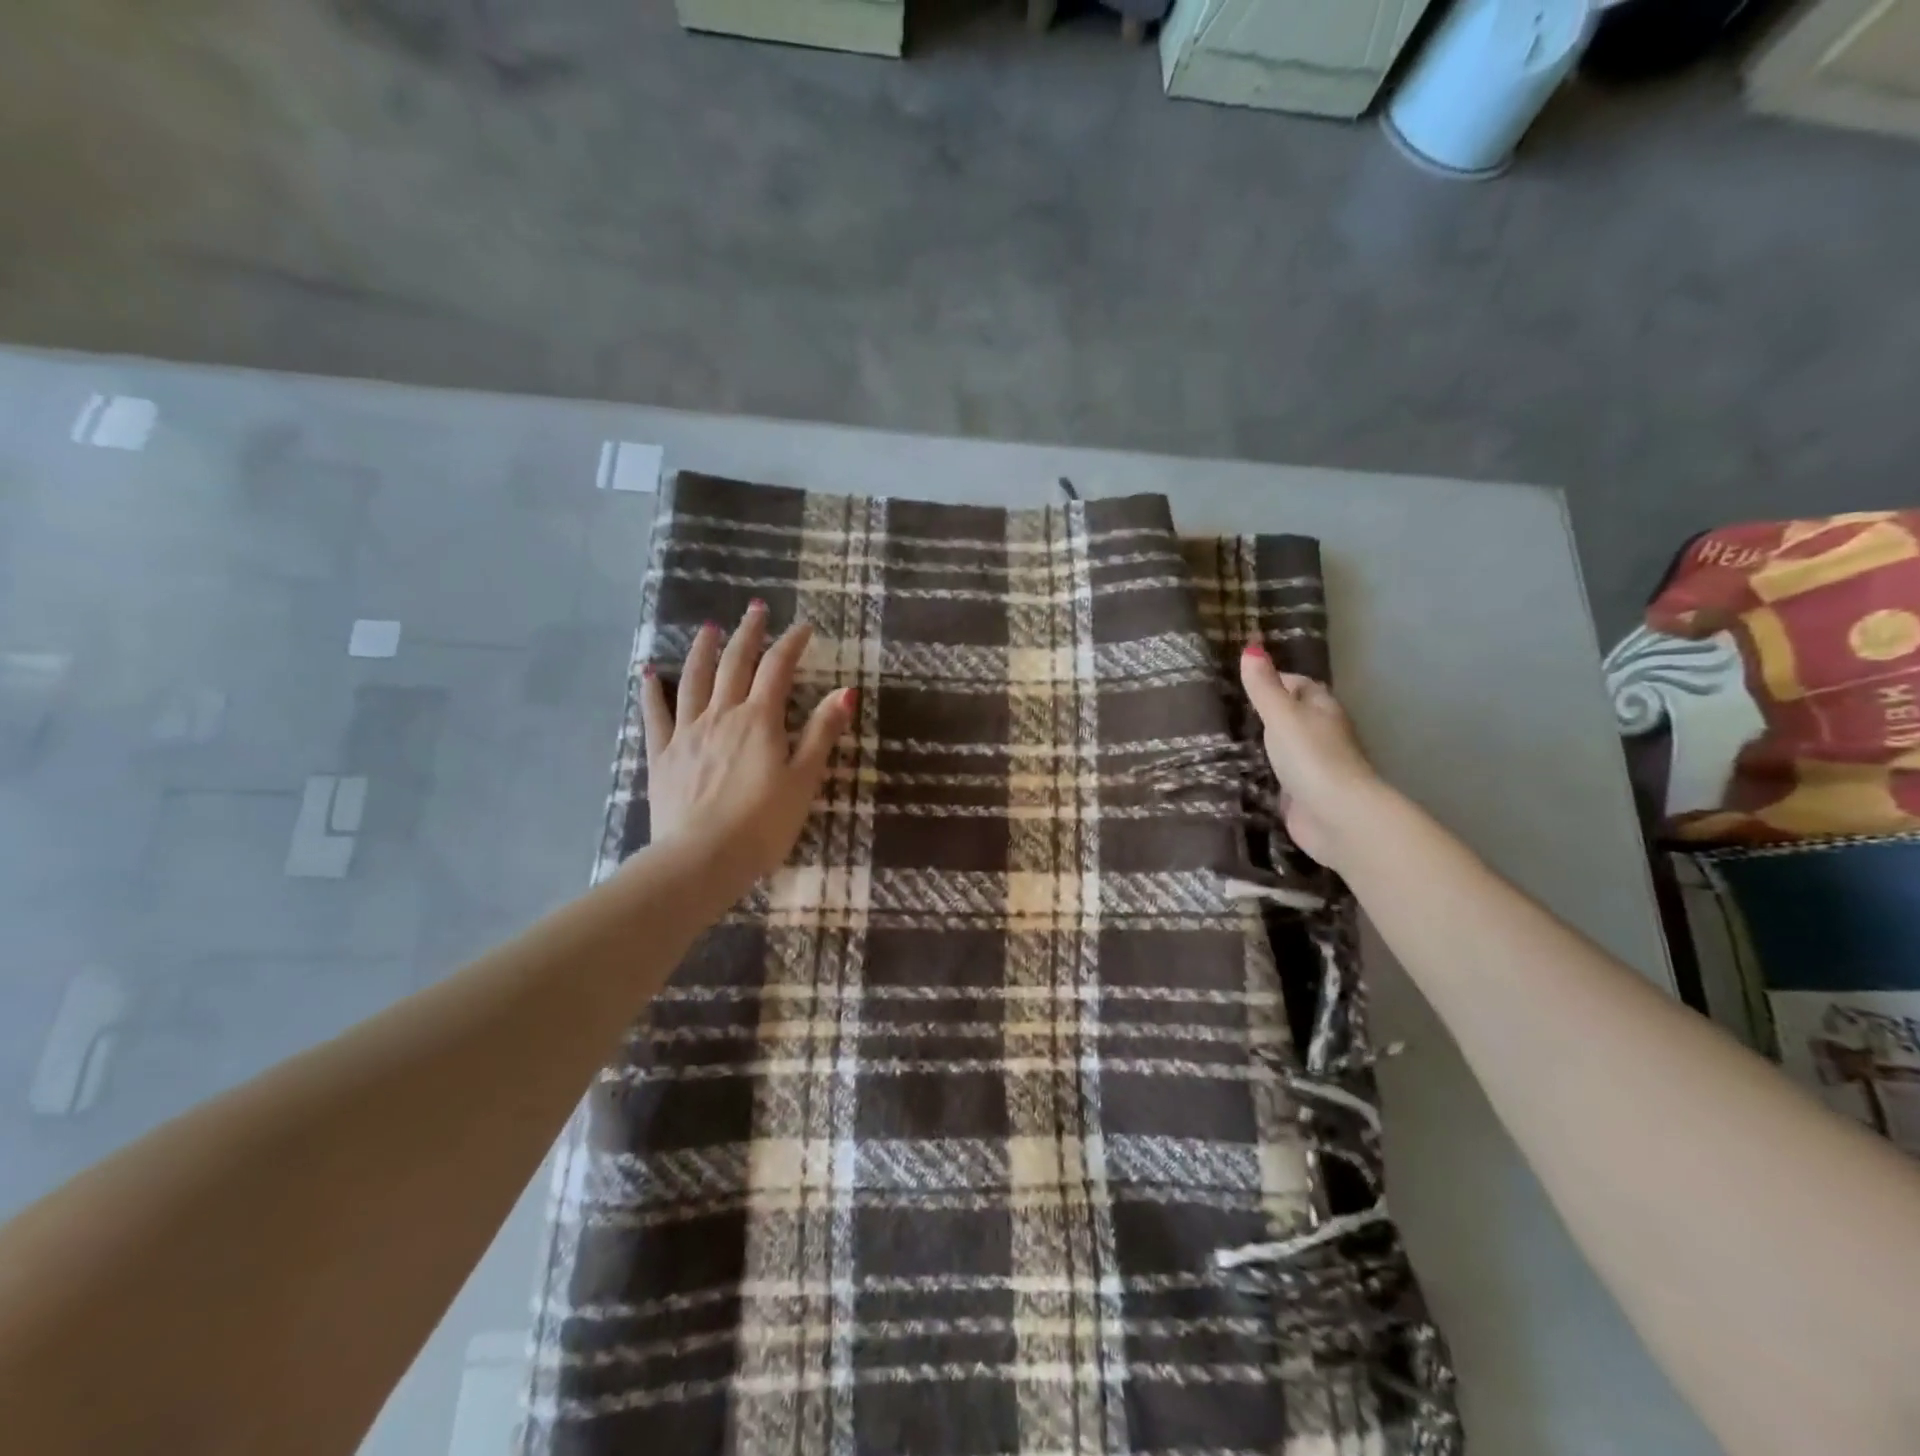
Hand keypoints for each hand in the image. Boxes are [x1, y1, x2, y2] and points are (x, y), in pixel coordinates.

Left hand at [639, 602, 854, 901]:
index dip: (792, 643)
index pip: (778, 669)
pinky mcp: (662, 755)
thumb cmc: (763, 824)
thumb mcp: (804, 780)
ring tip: (710, 628)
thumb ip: (821, 733)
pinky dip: (652, 689)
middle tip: (756, 608)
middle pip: (734, 663)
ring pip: (694, 679)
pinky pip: (655, 714)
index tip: (804, 627)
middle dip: (748, 633)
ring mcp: (687, 732)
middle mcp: (721, 715)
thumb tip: (845, 691)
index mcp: (759, 720)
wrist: (702, 859)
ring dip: (703, 650)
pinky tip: (648, 672)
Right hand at [1238, 642, 1382, 871]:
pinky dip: (1264, 774)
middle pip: (1295, 716)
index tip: (1244, 683)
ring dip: (1265, 745)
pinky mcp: (1303, 796)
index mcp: (1323, 709)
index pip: (1301, 686)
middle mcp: (1323, 735)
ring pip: (1287, 748)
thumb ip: (1264, 686)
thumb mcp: (1281, 715)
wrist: (1336, 816)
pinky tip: (1240, 773)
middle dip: (1268, 713)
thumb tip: (1251, 646)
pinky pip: (1280, 778)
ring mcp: (1314, 767)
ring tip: (1226, 739)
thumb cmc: (1311, 757)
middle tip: (1228, 710)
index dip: (1277, 680)